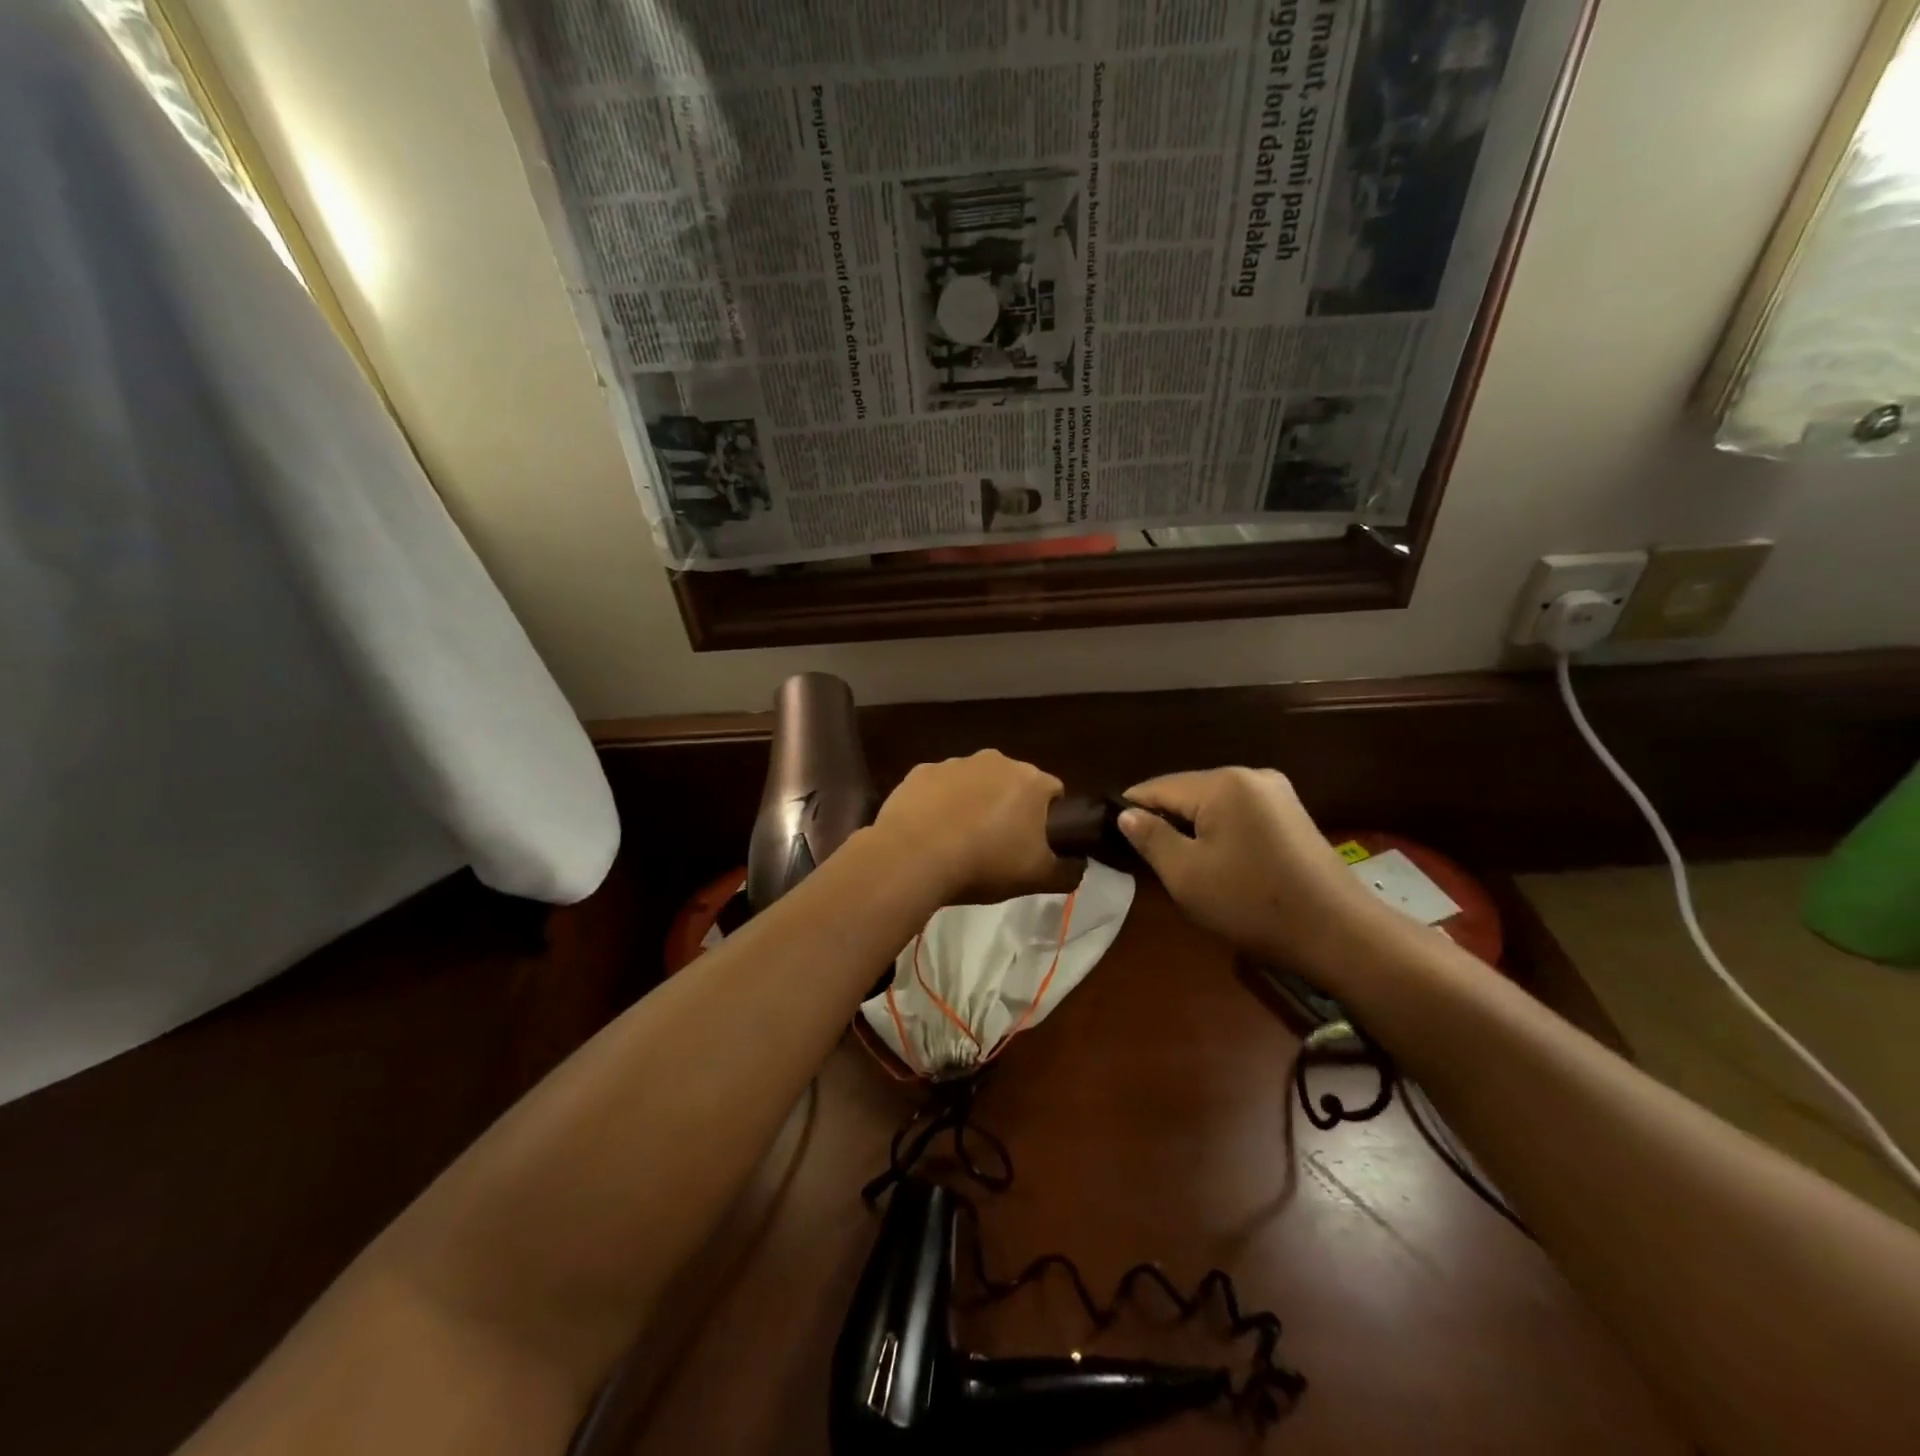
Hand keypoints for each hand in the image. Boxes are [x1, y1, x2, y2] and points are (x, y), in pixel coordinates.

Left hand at [872, 751, 1064, 904]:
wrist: (914, 857)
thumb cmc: (985, 864)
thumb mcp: (1038, 879)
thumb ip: (1068, 871)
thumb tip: (1078, 865)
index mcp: (1031, 781)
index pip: (1054, 792)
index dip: (1049, 819)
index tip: (1035, 844)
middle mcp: (996, 761)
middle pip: (1012, 783)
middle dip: (1009, 807)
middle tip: (997, 845)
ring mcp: (955, 763)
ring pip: (974, 782)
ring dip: (973, 802)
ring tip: (959, 841)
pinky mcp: (920, 772)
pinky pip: (938, 787)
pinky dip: (938, 803)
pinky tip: (930, 832)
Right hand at [1119, 768, 1394, 975]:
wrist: (1338, 932)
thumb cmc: (1252, 902)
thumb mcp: (1187, 874)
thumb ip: (1151, 838)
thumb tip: (1126, 814)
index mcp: (1222, 783)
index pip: (1158, 787)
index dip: (1131, 810)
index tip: (1111, 836)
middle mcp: (1250, 775)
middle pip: (1187, 792)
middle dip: (1165, 820)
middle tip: (1147, 859)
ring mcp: (1277, 793)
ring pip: (1213, 804)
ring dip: (1193, 828)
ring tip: (1181, 864)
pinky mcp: (1292, 815)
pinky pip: (1239, 814)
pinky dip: (1221, 833)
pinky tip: (1219, 863)